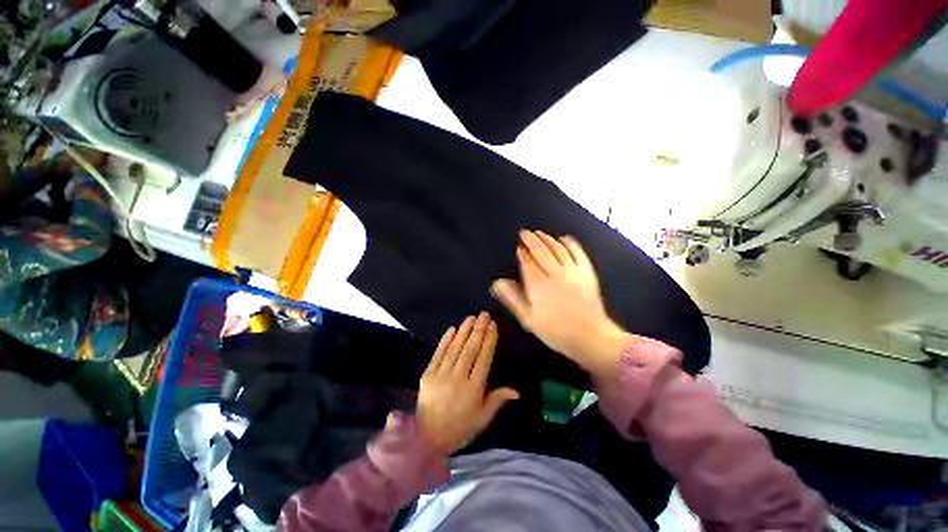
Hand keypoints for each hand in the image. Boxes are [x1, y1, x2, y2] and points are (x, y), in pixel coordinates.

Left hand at [417, 312, 519, 455]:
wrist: (427, 438)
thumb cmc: (460, 428)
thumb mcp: (482, 418)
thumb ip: (497, 400)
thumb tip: (517, 391)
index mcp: (473, 389)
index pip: (483, 359)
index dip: (489, 340)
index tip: (493, 326)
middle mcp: (458, 378)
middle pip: (470, 349)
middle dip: (478, 330)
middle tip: (484, 315)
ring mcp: (441, 375)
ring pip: (455, 348)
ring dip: (464, 331)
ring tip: (471, 317)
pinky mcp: (428, 374)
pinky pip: (438, 354)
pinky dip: (445, 340)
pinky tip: (452, 329)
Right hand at [491, 230, 630, 379]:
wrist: (591, 337)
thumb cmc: (556, 331)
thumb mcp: (529, 319)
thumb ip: (513, 299)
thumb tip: (497, 283)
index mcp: (539, 284)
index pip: (528, 262)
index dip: (522, 252)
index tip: (518, 246)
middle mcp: (555, 273)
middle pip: (541, 251)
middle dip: (532, 240)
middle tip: (525, 232)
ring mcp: (573, 271)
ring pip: (558, 249)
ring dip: (547, 239)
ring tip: (540, 233)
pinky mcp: (587, 273)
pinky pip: (578, 253)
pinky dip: (571, 244)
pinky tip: (565, 239)